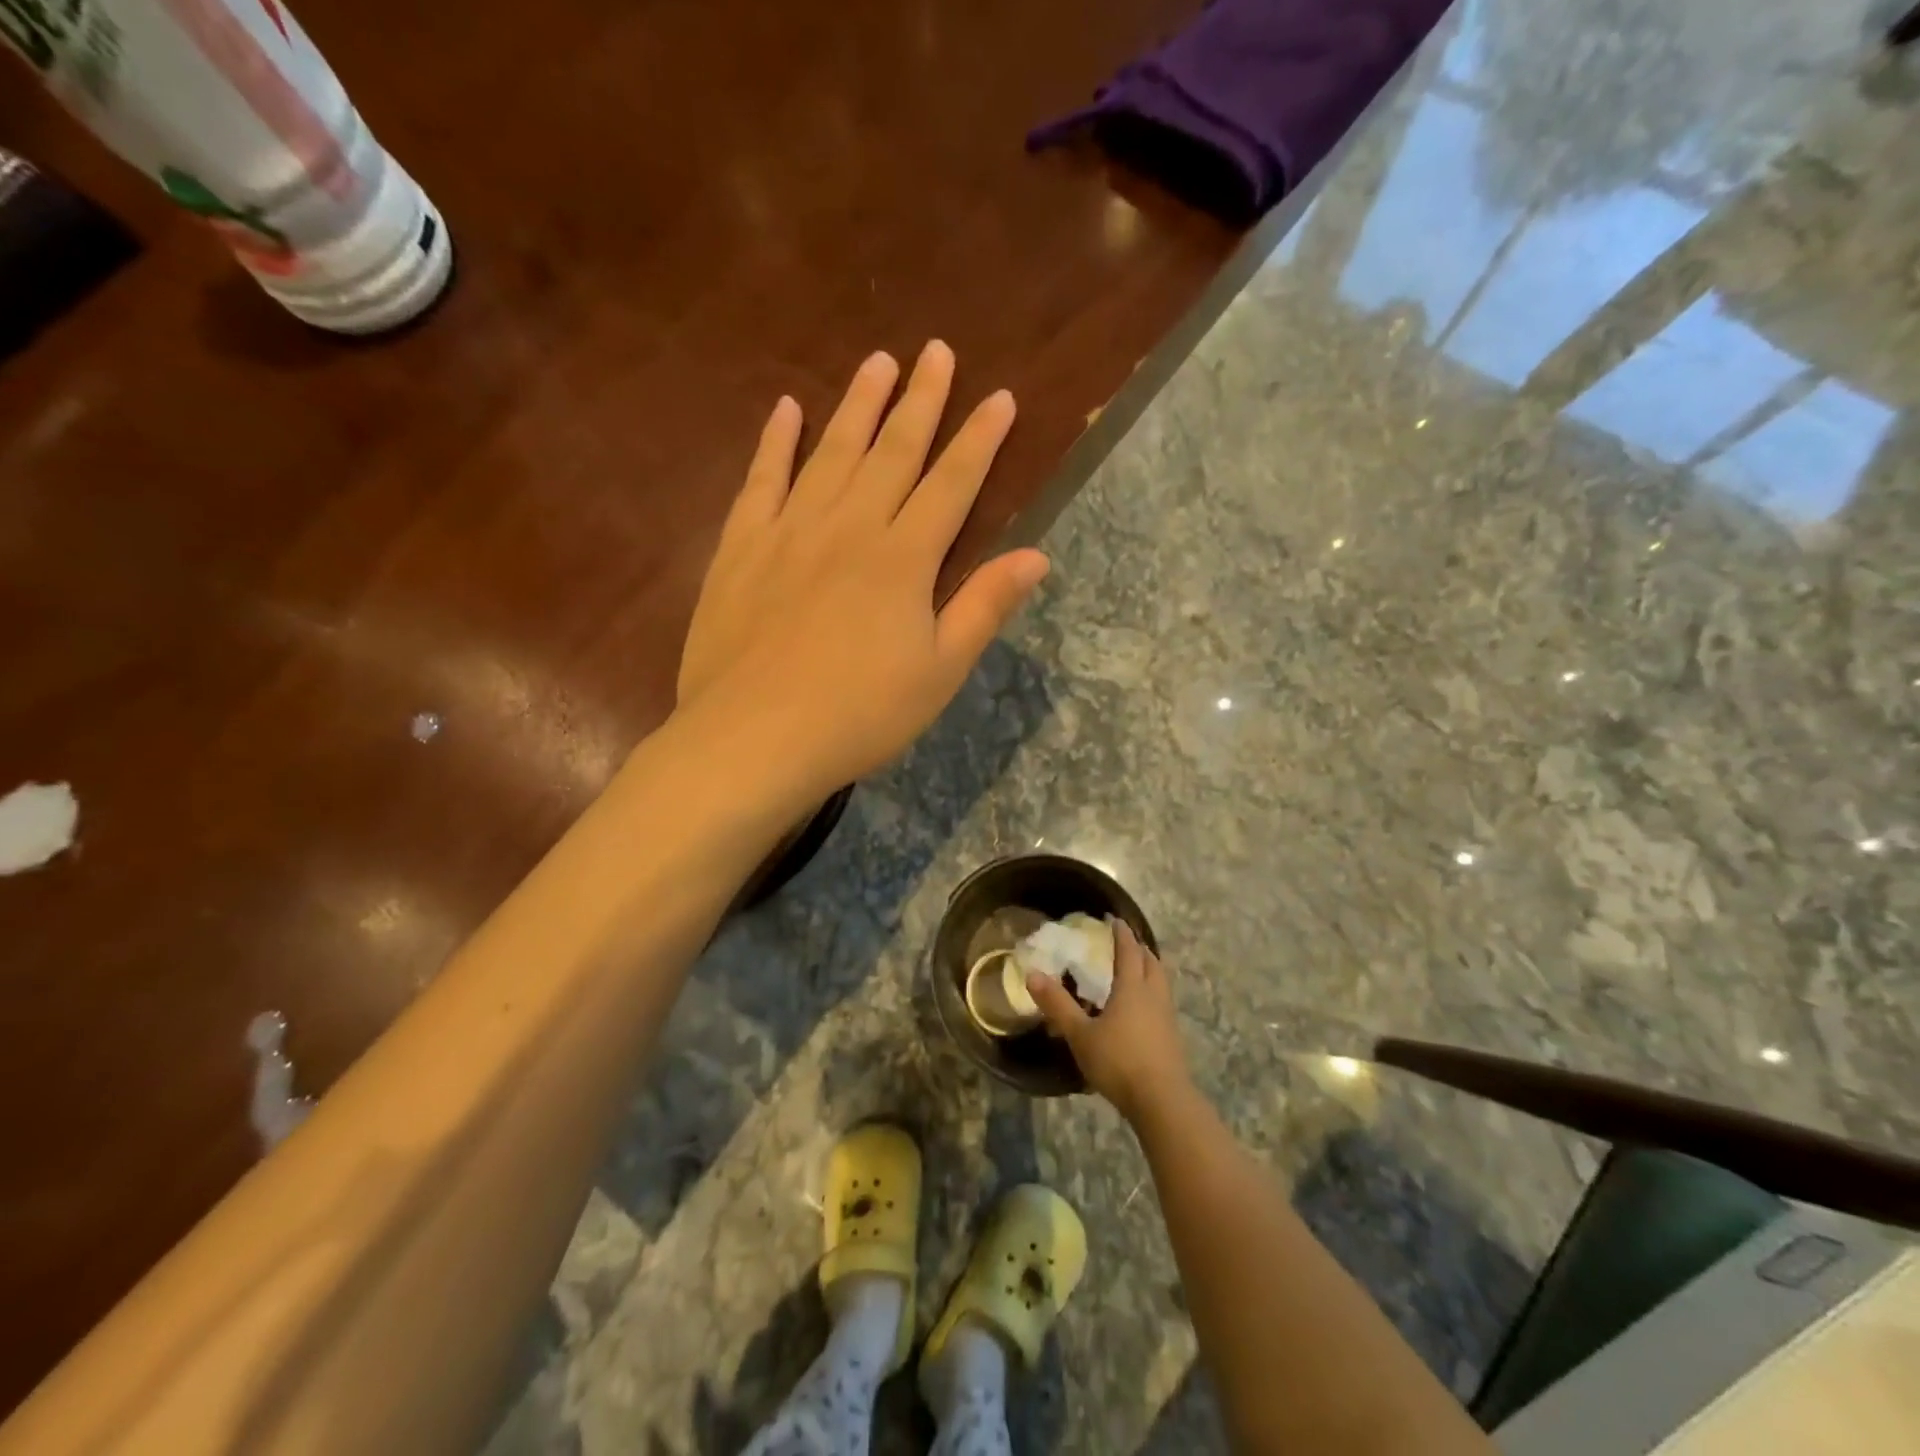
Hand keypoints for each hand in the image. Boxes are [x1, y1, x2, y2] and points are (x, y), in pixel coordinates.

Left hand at [677, 343, 1048, 800]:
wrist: (754, 738)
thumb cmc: (860, 714)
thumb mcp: (940, 672)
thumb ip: (984, 607)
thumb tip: (1036, 555)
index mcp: (903, 559)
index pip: (951, 484)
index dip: (979, 440)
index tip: (1000, 397)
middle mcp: (850, 527)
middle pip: (893, 452)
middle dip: (921, 401)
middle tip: (937, 351)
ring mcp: (790, 532)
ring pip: (831, 453)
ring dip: (857, 406)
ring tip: (877, 362)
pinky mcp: (741, 549)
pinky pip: (760, 482)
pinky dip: (774, 443)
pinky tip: (786, 410)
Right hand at [1027, 918, 1190, 1123]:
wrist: (1162, 1101)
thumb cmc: (1118, 1061)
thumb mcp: (1080, 1034)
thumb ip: (1057, 1004)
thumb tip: (1032, 974)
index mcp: (1132, 988)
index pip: (1129, 951)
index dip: (1122, 934)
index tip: (1115, 920)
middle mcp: (1153, 995)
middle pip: (1151, 962)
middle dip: (1139, 948)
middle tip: (1126, 942)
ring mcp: (1167, 1016)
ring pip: (1160, 982)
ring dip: (1149, 969)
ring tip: (1135, 970)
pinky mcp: (1172, 1037)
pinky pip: (1163, 1001)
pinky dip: (1152, 992)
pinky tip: (1141, 1008)